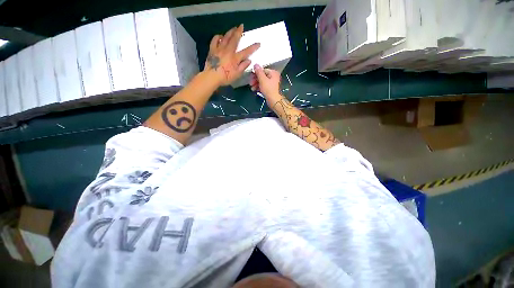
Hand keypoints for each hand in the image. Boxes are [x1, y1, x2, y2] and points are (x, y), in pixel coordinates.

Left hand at [204, 24, 259, 86]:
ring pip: (226, 37)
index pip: (246, 51)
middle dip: (239, 32)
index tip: (258, 43)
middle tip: (241, 26)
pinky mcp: (212, 49)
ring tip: (233, 28)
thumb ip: (243, 67)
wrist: (212, 76)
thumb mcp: (237, 75)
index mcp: (235, 58)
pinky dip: (218, 36)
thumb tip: (249, 60)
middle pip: (235, 39)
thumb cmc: (225, 77)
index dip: (253, 47)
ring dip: (230, 32)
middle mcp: (228, 51)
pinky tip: (220, 36)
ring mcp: (220, 49)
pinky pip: (215, 40)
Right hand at [250, 64, 282, 102]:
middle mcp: (273, 77)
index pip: (262, 70)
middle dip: (255, 80)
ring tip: (252, 88)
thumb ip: (258, 71)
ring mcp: (272, 83)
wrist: (273, 100)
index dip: (256, 73)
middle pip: (262, 76)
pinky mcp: (270, 89)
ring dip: (256, 84)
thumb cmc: (269, 90)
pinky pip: (263, 86)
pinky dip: (259, 87)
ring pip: (262, 81)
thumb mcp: (262, 79)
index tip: (251, 77)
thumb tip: (256, 64)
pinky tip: (255, 89)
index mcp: (273, 73)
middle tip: (251, 83)